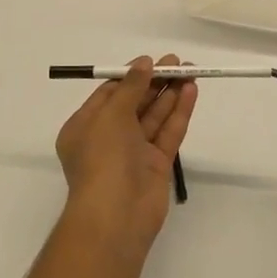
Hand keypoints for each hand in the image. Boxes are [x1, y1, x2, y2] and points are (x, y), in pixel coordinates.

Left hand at [55, 55, 198, 258]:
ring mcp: (134, 153)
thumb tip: (143, 63)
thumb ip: (130, 87)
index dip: (131, 76)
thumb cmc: (103, 158)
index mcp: (85, 126)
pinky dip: (179, 112)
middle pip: (135, 103)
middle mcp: (108, 138)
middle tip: (178, 63)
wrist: (116, 216)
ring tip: (190, 71)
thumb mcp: (110, 115)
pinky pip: (168, 132)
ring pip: (154, 117)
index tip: (151, 61)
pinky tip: (191, 92)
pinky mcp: (157, 165)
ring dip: (170, 94)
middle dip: (154, 82)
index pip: (109, 94)